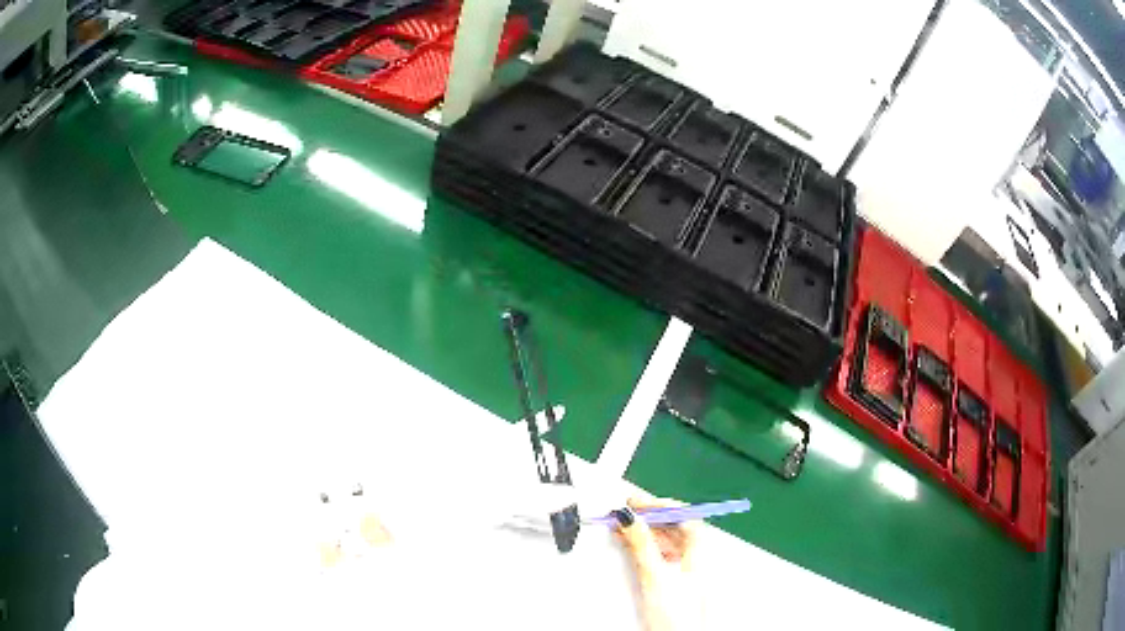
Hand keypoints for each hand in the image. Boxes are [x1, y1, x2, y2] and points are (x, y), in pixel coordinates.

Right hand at [615, 498, 698, 630]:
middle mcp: (696, 557)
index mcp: (700, 551)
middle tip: (626, 510)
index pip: (683, 516)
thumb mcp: (655, 577)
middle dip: (649, 516)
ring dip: (645, 531)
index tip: (636, 502)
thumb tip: (631, 520)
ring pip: (666, 540)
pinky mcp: (674, 580)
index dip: (659, 505)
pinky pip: (660, 554)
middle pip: (675, 526)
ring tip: (622, 526)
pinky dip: (645, 546)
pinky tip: (630, 544)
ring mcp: (686, 568)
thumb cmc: (679, 617)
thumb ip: (642, 546)